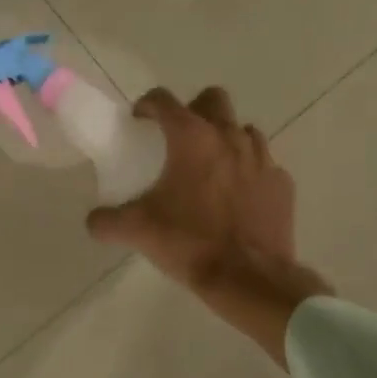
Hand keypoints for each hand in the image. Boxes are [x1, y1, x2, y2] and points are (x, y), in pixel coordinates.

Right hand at [86, 87, 328, 365]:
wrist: (248, 277)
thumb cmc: (189, 243)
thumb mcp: (136, 231)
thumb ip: (107, 220)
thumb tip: (94, 221)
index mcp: (192, 138)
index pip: (164, 100)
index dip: (147, 105)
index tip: (139, 120)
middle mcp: (229, 137)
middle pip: (213, 100)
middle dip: (194, 110)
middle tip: (179, 138)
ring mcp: (262, 158)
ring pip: (243, 130)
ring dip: (225, 139)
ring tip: (210, 168)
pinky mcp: (282, 184)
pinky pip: (264, 165)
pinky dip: (248, 172)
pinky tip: (237, 197)